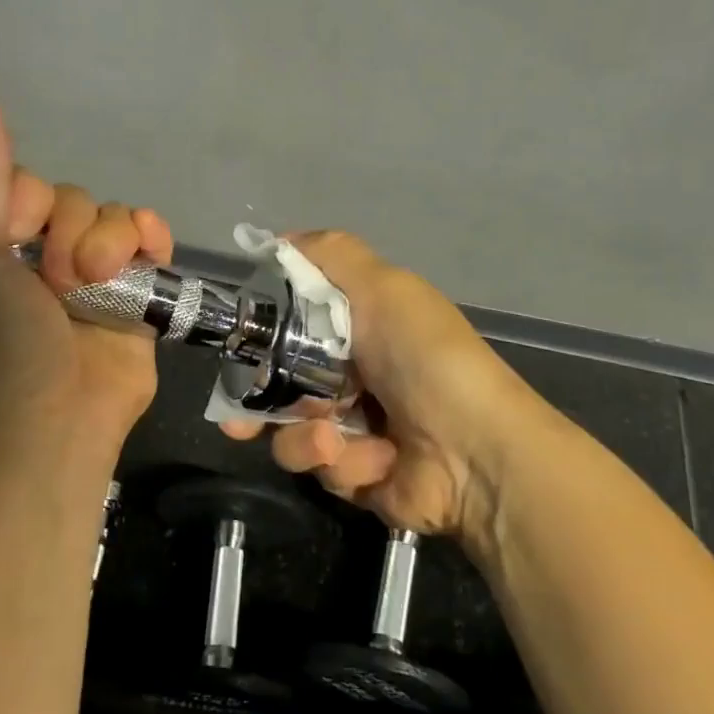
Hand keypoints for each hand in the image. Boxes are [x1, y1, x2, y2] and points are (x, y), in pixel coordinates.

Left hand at [0, 96, 174, 480]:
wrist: (46, 431)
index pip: (22, 184)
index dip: (27, 199)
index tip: (16, 231)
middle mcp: (40, 258)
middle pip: (73, 199)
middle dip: (71, 228)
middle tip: (58, 277)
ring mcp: (92, 280)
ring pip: (113, 219)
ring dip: (110, 238)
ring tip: (99, 280)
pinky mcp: (136, 300)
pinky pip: (150, 245)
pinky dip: (153, 237)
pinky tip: (152, 245)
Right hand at [222, 232, 549, 540]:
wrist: (475, 453)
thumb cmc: (424, 357)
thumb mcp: (384, 287)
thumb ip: (331, 255)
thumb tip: (277, 239)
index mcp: (359, 328)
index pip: (292, 325)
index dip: (262, 334)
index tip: (237, 346)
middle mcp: (351, 374)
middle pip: (279, 382)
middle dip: (259, 399)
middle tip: (240, 417)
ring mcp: (353, 427)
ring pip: (290, 430)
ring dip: (305, 435)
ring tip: (332, 437)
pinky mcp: (356, 473)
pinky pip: (321, 466)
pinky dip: (343, 461)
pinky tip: (372, 458)